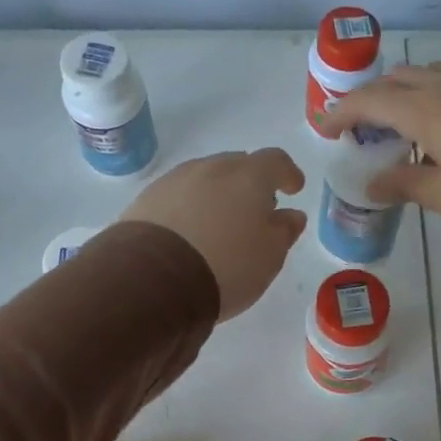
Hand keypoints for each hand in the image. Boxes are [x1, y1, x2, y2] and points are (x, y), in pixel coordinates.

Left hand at [121, 149, 306, 320]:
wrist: (154, 279)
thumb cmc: (227, 266)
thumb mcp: (269, 257)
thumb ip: (284, 231)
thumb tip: (291, 215)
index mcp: (249, 177)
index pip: (276, 161)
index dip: (288, 173)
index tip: (294, 188)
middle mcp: (212, 168)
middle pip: (238, 166)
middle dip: (250, 184)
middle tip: (255, 211)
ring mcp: (175, 180)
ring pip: (205, 179)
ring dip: (218, 195)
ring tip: (220, 224)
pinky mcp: (147, 198)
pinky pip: (178, 196)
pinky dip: (190, 207)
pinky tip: (190, 232)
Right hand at [325, 63, 440, 254]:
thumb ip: (404, 184)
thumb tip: (374, 182)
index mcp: (427, 110)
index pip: (371, 100)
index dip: (342, 112)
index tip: (323, 127)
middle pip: (398, 78)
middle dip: (371, 98)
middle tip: (360, 130)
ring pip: (429, 75)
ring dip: (404, 93)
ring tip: (398, 127)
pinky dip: (433, 97)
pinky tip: (440, 131)